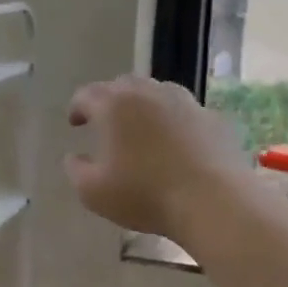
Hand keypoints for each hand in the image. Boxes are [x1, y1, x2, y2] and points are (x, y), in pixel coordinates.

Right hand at [64, 77, 249, 244]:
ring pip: (156, 93)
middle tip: (105, 123)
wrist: (213, 201)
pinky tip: (173, 143)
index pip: (87, 94)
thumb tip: (74, 156)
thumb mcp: (93, 192)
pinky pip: (184, 111)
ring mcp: (185, 102)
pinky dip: (171, 121)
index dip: (77, 108)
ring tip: (140, 129)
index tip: (74, 123)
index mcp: (114, 105)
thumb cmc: (144, 194)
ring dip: (142, 106)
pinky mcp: (212, 117)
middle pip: (123, 85)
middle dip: (109, 101)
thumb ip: (76, 170)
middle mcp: (149, 93)